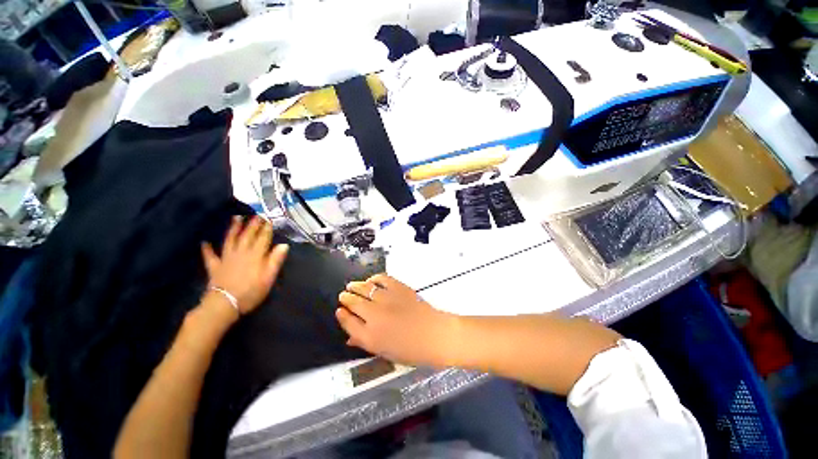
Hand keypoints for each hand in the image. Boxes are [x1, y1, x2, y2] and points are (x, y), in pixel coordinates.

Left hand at [201, 216, 288, 314]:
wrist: (225, 303)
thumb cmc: (251, 291)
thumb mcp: (269, 277)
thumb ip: (275, 260)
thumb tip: (284, 245)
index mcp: (255, 256)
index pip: (263, 239)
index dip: (266, 229)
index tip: (269, 219)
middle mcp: (241, 253)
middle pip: (247, 236)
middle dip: (252, 225)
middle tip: (256, 214)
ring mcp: (226, 259)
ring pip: (230, 240)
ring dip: (233, 229)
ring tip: (236, 218)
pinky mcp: (215, 267)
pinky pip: (210, 256)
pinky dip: (207, 249)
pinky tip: (204, 242)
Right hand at [336, 274, 459, 366]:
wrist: (435, 335)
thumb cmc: (412, 350)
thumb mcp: (385, 352)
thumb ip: (365, 342)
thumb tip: (351, 337)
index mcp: (370, 337)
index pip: (348, 323)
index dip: (342, 316)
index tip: (339, 311)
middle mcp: (375, 316)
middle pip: (354, 303)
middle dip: (346, 298)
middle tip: (343, 295)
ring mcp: (387, 300)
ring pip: (365, 288)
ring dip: (356, 286)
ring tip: (351, 285)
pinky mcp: (398, 288)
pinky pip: (382, 279)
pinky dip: (375, 278)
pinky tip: (372, 280)